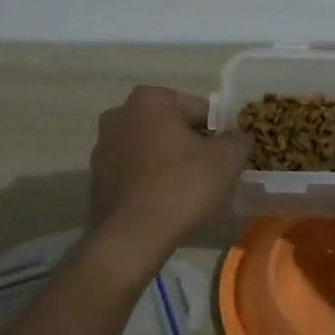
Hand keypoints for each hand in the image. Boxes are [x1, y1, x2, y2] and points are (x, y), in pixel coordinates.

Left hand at [89, 86, 251, 261]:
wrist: (133, 236)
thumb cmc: (183, 185)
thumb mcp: (228, 158)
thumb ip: (238, 138)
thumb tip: (237, 136)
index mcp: (149, 99)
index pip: (197, 109)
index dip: (218, 131)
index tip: (227, 155)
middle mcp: (119, 114)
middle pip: (169, 126)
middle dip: (189, 143)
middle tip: (210, 172)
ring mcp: (102, 147)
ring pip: (149, 148)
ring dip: (167, 161)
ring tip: (187, 190)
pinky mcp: (96, 178)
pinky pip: (133, 171)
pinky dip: (148, 180)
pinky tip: (164, 202)